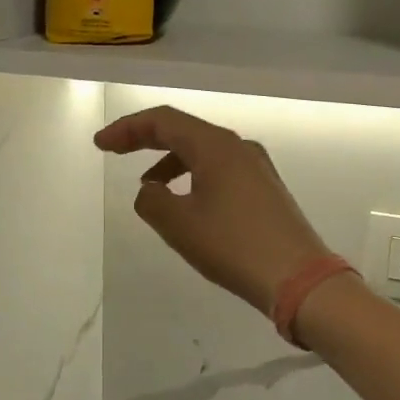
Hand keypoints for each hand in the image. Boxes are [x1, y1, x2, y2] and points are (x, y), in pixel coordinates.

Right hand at [95, 105, 332, 313]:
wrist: (299, 278)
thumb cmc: (234, 246)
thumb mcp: (179, 225)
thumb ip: (152, 201)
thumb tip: (150, 191)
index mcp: (216, 146)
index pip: (163, 121)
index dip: (127, 129)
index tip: (100, 144)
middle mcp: (238, 147)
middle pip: (183, 130)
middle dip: (145, 139)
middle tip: (113, 150)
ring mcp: (256, 167)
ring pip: (202, 152)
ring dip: (170, 161)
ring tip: (148, 186)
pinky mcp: (265, 189)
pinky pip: (219, 170)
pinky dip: (193, 176)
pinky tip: (186, 203)